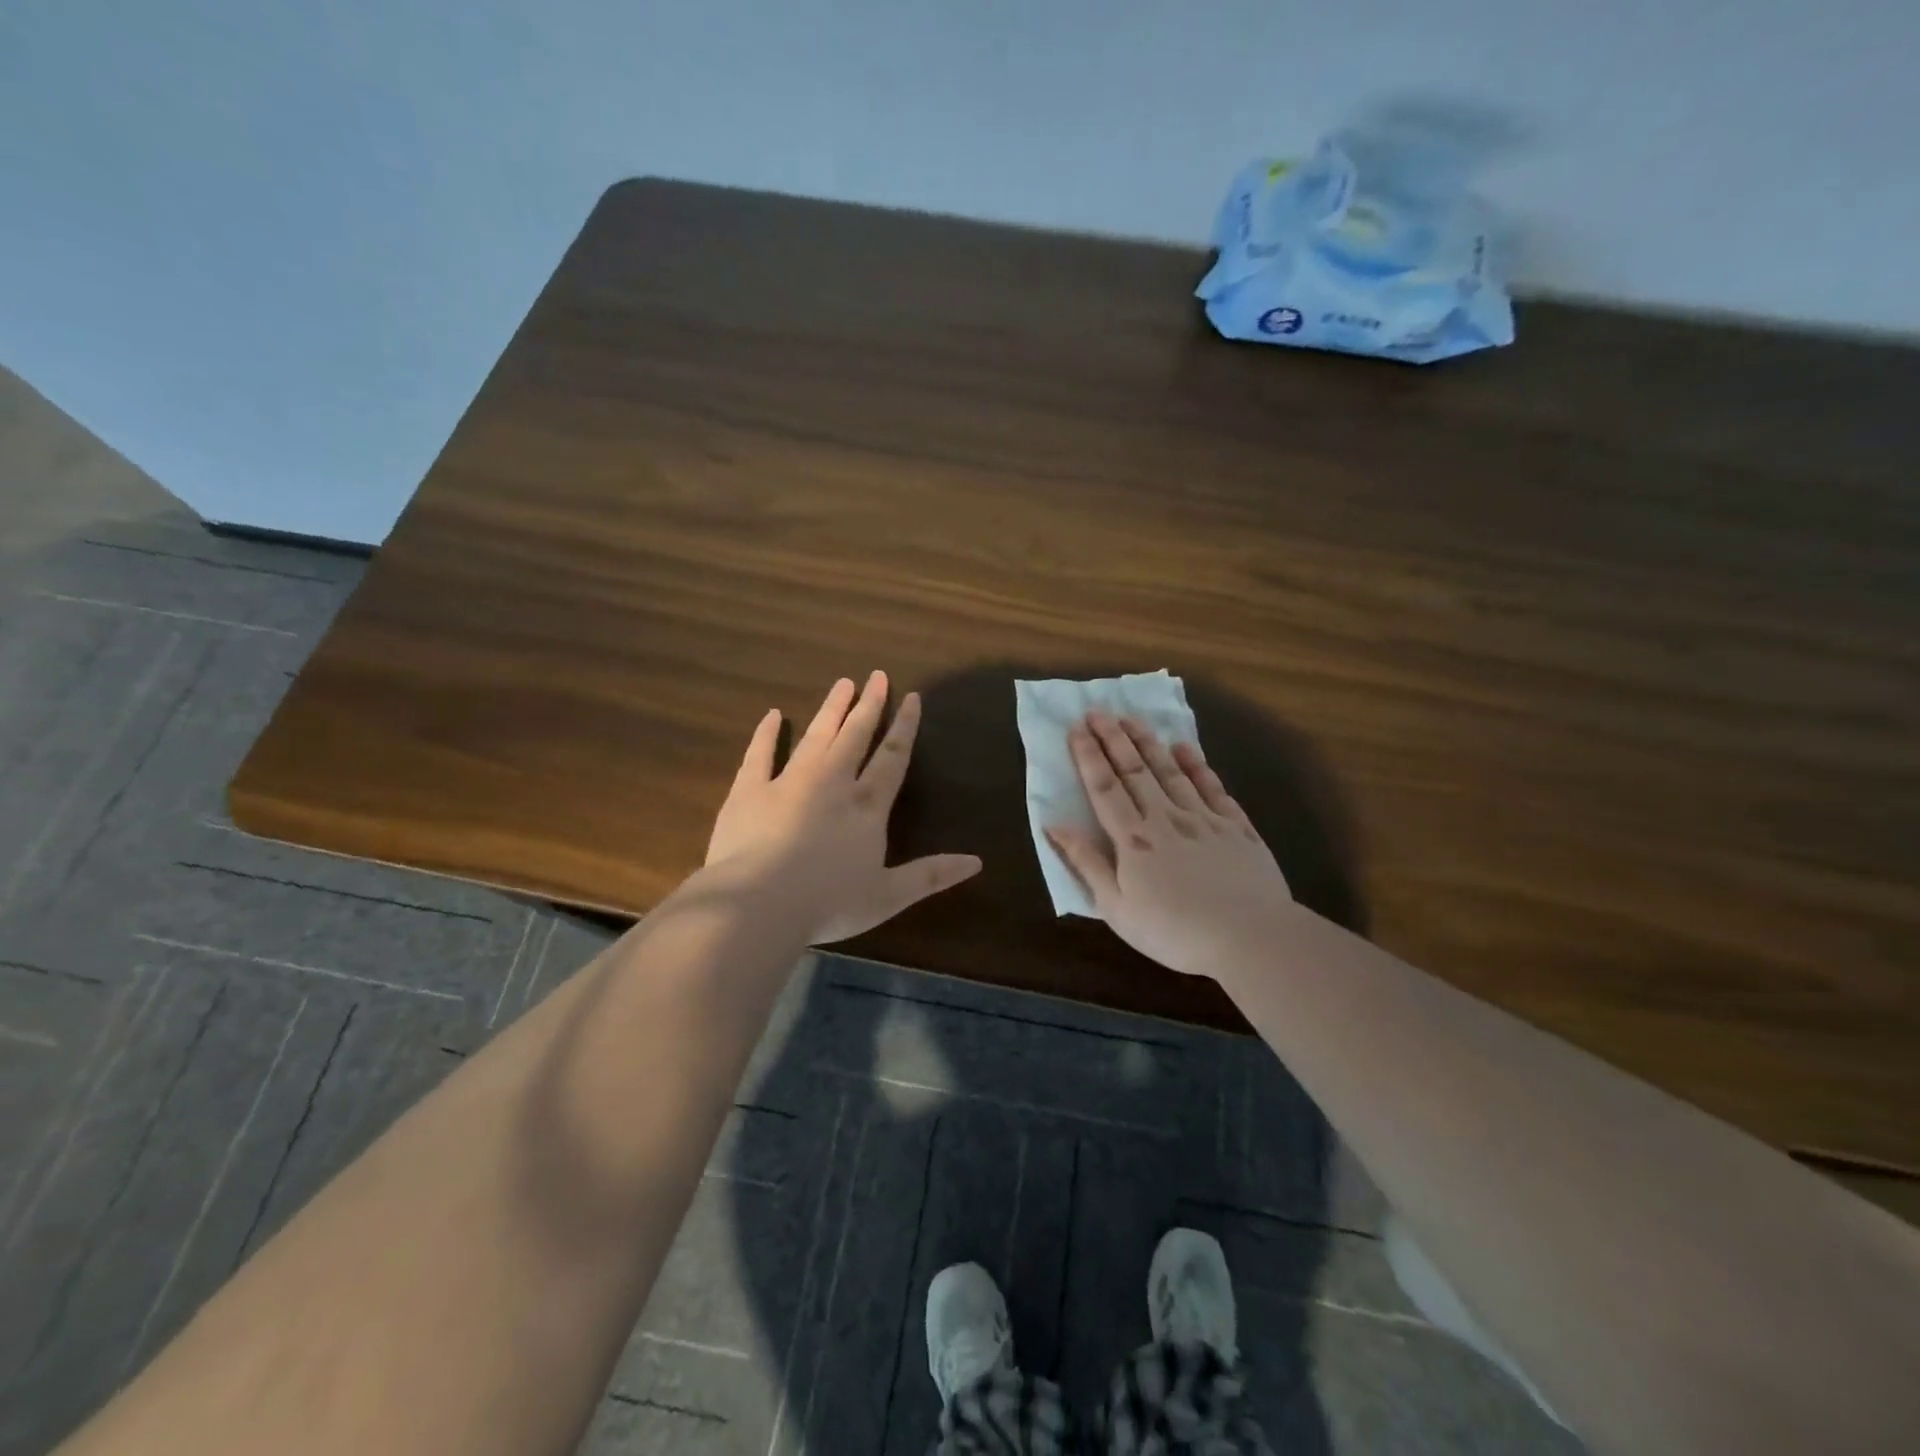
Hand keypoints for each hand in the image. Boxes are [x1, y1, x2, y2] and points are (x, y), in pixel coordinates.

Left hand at [705, 671, 981, 943]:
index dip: (904, 727)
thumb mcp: (888, 896)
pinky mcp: (749, 790)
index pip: (892, 758)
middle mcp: (832, 783)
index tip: (911, 697)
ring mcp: (789, 782)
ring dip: (831, 709)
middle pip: (855, 736)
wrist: (759, 904)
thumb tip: (977, 862)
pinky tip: (773, 714)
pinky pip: (759, 754)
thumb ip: (931, 876)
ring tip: (842, 683)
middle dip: (869, 706)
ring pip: (815, 736)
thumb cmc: (828, 902)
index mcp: (867, 806)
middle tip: (876, 676)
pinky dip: (766, 733)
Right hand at [1047, 712, 1290, 979]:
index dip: (1089, 756)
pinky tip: (1185, 748)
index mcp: (1133, 839)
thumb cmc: (1174, 931)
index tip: (1077, 729)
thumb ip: (1086, 863)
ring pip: (1171, 771)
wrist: (1250, 937)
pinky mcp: (1236, 826)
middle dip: (1114, 738)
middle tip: (1099, 710)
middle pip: (1135, 770)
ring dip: (1149, 742)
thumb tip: (1054, 826)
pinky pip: (1212, 787)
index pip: (1104, 788)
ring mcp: (1203, 818)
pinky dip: (1196, 765)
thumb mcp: (1116, 908)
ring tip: (1133, 718)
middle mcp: (1165, 817)